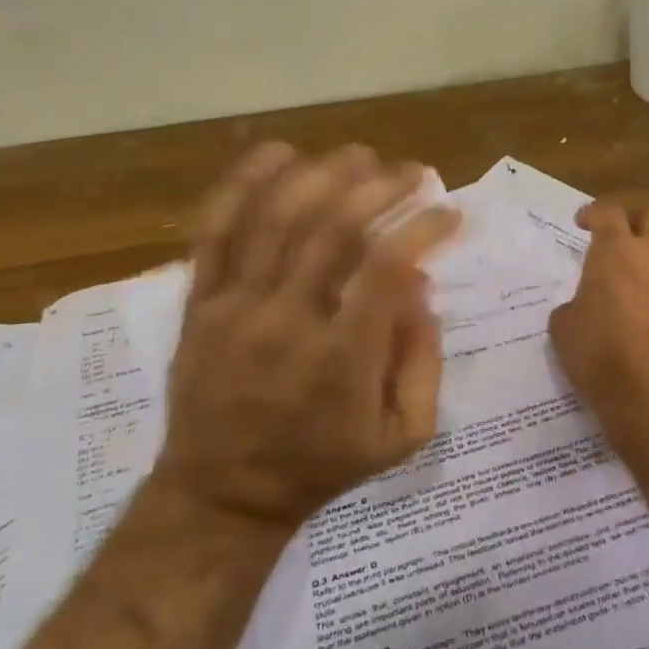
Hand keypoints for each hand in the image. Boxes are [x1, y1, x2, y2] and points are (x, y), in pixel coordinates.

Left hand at [155, 143, 458, 529]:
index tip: (449, 211)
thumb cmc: (322, 464)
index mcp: (342, 359)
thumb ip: (423, 360)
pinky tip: (277, 153)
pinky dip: (244, 186)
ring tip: (359, 155)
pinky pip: (216, 233)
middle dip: (380, 187)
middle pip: (333, 229)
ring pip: (276, 219)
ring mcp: (235, 309)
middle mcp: (288, 322)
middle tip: (412, 170)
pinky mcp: (199, 304)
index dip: (423, 227)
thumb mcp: (401, 435)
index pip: (387, 267)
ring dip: (322, 174)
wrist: (223, 495)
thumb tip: (420, 285)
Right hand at [548, 200, 648, 466]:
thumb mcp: (566, 331)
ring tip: (635, 299)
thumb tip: (583, 308)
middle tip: (622, 243)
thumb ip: (574, 306)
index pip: (608, 212)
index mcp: (616, 253)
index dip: (594, 213)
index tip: (584, 223)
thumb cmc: (602, 358)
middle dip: (639, 221)